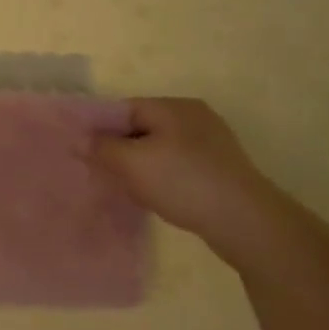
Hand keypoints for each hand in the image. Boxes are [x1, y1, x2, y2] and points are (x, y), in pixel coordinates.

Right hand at [92, 98, 282, 259]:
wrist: (248, 224)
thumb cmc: (183, 183)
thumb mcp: (131, 163)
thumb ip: (101, 148)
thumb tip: (80, 140)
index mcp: (172, 105)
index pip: (123, 109)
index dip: (100, 130)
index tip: (87, 154)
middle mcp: (194, 116)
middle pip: (142, 128)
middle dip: (121, 150)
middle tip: (106, 175)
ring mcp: (213, 143)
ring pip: (161, 149)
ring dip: (143, 167)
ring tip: (131, 190)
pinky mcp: (223, 169)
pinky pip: (181, 166)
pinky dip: (165, 178)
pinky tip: (160, 198)